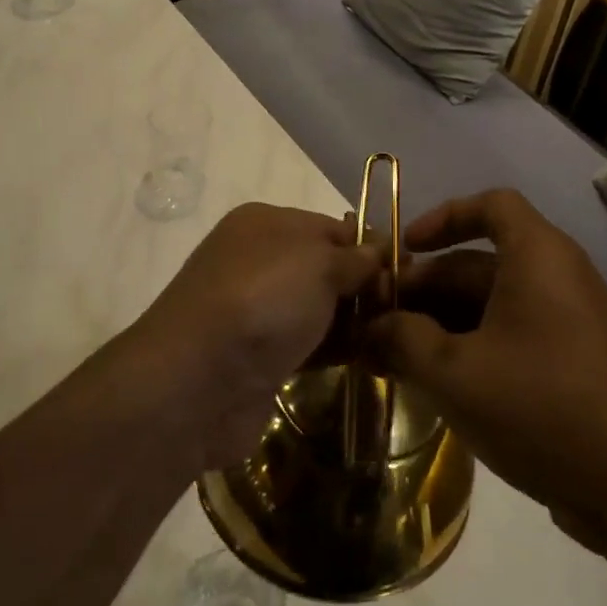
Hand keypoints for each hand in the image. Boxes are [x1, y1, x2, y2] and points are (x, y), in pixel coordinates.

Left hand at [127, 202, 381, 472]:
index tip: (408, 273)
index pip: (332, 227)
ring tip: (399, 338)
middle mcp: (258, 261)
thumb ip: (356, 258)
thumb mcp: (318, 263)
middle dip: (365, 287)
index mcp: (265, 224)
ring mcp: (257, 311)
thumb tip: (380, 252)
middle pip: (326, 269)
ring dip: (354, 322)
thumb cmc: (263, 301)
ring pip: (319, 309)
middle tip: (407, 310)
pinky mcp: (260, 357)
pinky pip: (309, 345)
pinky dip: (337, 349)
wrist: (198, 382)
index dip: (371, 248)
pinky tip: (372, 360)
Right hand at [363, 189, 606, 559]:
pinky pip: (509, 337)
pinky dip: (468, 350)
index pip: (490, 205)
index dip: (442, 218)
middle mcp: (556, 277)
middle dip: (423, 290)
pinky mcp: (570, 364)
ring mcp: (566, 323)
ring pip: (489, 307)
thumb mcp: (454, 371)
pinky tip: (432, 385)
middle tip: (373, 325)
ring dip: (438, 326)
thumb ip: (401, 340)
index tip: (403, 250)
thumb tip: (367, 329)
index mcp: (537, 255)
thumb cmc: (540, 406)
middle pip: (478, 263)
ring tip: (390, 360)